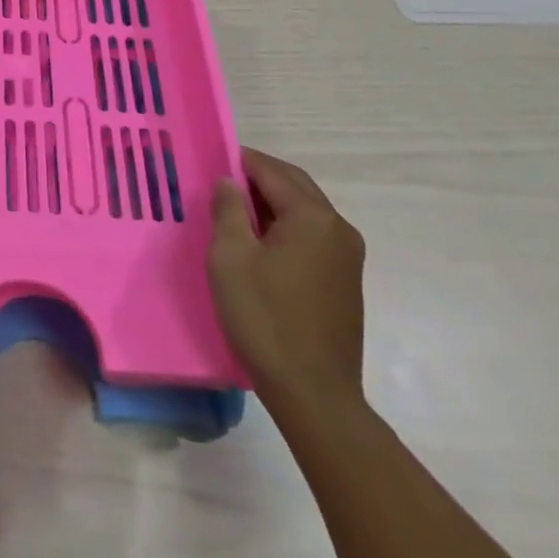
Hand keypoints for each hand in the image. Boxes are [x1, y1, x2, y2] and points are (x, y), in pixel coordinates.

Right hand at [207, 147, 365, 407]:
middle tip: (221, 184)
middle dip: (257, 178)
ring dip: (272, 204)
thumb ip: (228, 210)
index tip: (211, 162)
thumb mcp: (230, 257)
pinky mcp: (346, 281)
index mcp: (313, 217)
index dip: (239, 161)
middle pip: (294, 185)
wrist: (315, 397)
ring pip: (305, 210)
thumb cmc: (266, 319)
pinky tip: (260, 245)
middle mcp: (338, 229)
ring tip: (235, 214)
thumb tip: (229, 182)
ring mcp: (348, 257)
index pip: (271, 170)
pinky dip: (286, 227)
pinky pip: (312, 236)